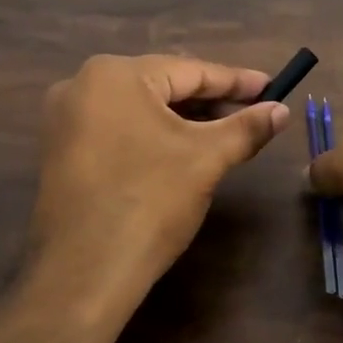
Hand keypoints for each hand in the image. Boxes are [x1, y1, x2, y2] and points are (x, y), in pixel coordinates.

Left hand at [29, 54, 291, 300]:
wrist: (85, 273)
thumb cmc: (150, 202)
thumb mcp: (206, 159)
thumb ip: (247, 127)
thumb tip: (282, 110)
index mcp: (115, 75)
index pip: (190, 70)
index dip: (236, 81)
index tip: (272, 87)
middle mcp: (82, 85)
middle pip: (163, 86)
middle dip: (210, 101)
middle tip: (253, 112)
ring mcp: (65, 120)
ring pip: (140, 109)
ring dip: (184, 120)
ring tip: (224, 133)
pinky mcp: (61, 152)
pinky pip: (118, 130)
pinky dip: (153, 136)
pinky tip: (181, 151)